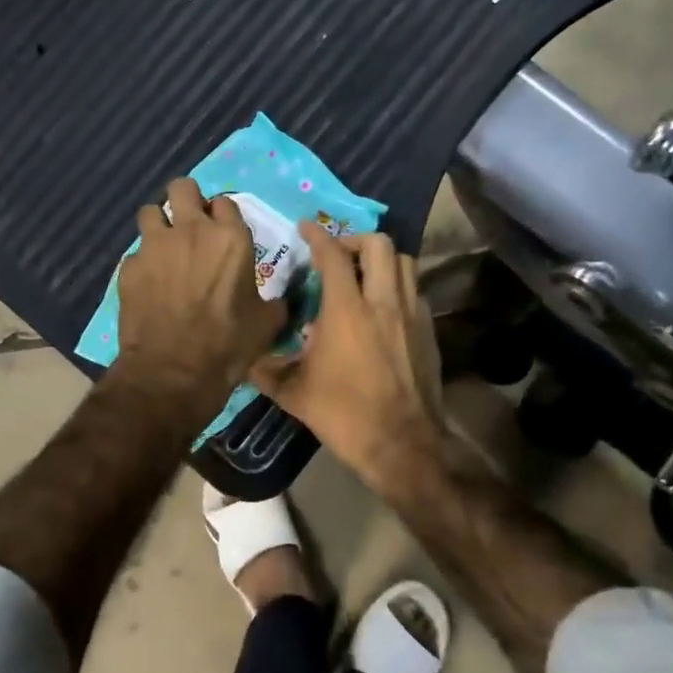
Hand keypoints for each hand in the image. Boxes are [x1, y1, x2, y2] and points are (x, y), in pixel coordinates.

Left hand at [115, 178, 285, 417]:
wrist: (172, 373)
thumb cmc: (227, 345)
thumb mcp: (266, 324)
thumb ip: (273, 301)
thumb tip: (280, 300)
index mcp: (230, 238)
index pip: (225, 201)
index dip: (223, 215)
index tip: (222, 232)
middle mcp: (190, 231)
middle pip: (182, 187)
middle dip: (185, 199)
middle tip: (189, 223)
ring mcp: (154, 246)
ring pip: (150, 212)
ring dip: (158, 224)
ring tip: (164, 248)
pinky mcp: (128, 267)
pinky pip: (135, 253)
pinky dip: (142, 263)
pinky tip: (148, 285)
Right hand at [249, 226, 444, 490]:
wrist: (402, 444)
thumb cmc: (343, 415)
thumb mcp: (293, 393)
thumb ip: (265, 368)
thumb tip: (243, 355)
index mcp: (346, 310)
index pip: (332, 255)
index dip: (317, 235)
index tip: (305, 227)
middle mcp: (383, 302)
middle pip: (378, 244)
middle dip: (354, 239)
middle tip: (337, 254)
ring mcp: (411, 314)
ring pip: (404, 262)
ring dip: (381, 259)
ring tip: (362, 274)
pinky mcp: (428, 331)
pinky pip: (415, 290)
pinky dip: (397, 285)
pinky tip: (382, 308)